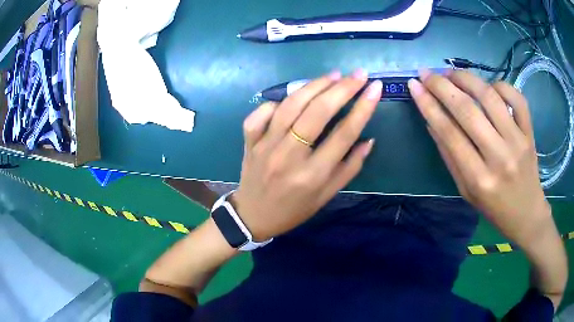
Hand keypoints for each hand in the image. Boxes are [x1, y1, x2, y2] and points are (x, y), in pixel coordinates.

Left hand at [232, 70, 381, 240]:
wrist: (253, 216)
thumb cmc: (294, 210)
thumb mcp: (327, 196)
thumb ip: (350, 168)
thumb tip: (368, 140)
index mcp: (313, 175)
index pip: (344, 134)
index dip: (363, 107)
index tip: (375, 88)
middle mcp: (289, 157)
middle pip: (318, 113)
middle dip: (342, 89)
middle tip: (357, 74)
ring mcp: (265, 146)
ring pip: (290, 106)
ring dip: (313, 86)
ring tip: (333, 75)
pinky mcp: (249, 142)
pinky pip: (260, 114)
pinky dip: (276, 102)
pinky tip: (292, 97)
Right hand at [408, 70, 553, 248]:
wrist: (526, 214)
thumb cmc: (493, 207)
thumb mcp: (465, 191)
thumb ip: (449, 157)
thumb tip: (431, 121)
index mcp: (479, 179)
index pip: (449, 133)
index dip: (428, 105)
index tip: (414, 85)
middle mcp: (499, 157)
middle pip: (468, 110)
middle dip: (442, 86)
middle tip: (427, 73)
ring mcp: (518, 142)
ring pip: (490, 97)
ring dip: (467, 78)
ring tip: (452, 73)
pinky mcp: (530, 132)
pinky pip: (517, 98)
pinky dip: (500, 85)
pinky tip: (489, 87)